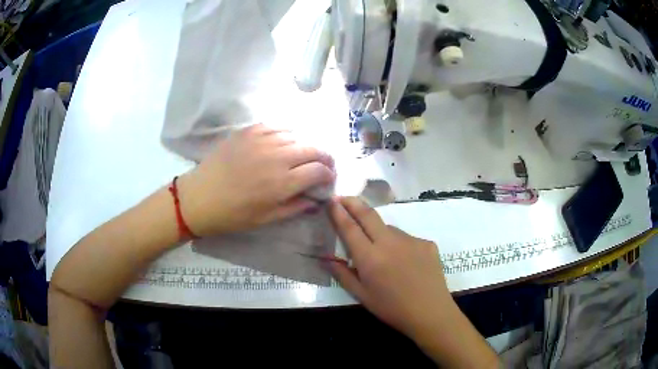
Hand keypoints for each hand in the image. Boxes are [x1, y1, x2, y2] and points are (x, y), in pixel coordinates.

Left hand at [178, 124, 334, 236]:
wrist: (199, 198)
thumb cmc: (233, 214)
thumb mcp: (267, 219)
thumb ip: (295, 207)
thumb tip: (316, 200)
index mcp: (283, 182)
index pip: (319, 170)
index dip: (329, 174)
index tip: (328, 179)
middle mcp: (277, 157)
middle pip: (313, 149)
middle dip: (324, 157)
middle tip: (322, 165)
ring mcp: (262, 140)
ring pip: (297, 136)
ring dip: (305, 146)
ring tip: (301, 155)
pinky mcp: (248, 131)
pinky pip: (276, 126)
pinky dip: (286, 133)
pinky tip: (282, 141)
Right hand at [328, 197, 454, 338]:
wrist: (430, 312)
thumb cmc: (392, 309)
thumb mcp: (362, 296)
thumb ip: (343, 275)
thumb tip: (327, 259)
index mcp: (370, 258)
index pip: (350, 228)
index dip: (338, 212)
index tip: (331, 200)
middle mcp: (390, 243)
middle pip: (369, 215)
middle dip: (354, 203)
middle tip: (344, 198)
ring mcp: (411, 240)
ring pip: (389, 228)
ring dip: (379, 232)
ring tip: (382, 253)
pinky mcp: (426, 243)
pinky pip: (406, 238)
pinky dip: (399, 245)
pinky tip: (404, 262)